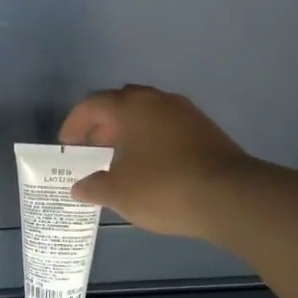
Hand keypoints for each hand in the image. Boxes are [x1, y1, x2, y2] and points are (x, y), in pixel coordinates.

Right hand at [58, 84, 254, 238]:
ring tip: (120, 160)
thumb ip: (94, 187)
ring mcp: (186, 113)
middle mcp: (159, 101)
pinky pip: (168, 127)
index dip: (75, 123)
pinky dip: (152, 140)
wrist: (230, 196)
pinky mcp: (206, 130)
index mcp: (132, 107)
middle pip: (122, 104)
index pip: (93, 104)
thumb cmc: (163, 188)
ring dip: (129, 132)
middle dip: (103, 125)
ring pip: (148, 114)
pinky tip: (150, 166)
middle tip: (92, 150)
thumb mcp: (119, 193)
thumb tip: (80, 186)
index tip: (68, 144)